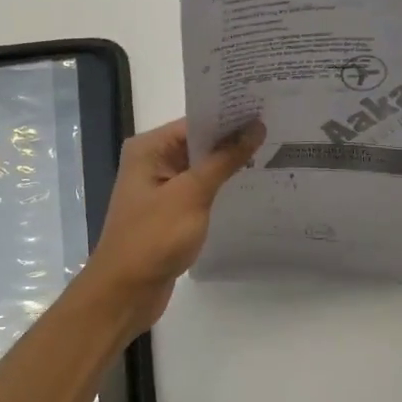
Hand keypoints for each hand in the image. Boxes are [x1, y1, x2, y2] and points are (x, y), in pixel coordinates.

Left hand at [85, 117, 265, 333]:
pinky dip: (220, 187)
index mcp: (149, 149)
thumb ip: (224, 160)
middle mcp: (152, 161)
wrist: (125, 292)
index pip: (195, 122)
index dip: (229, 116)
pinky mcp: (169, 211)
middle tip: (277, 129)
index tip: (266, 110)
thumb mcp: (192, 194)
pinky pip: (199, 190)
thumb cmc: (154, 237)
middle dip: (233, 139)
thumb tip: (255, 127)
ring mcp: (160, 188)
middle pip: (198, 142)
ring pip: (201, 167)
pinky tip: (250, 185)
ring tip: (273, 152)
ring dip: (229, 164)